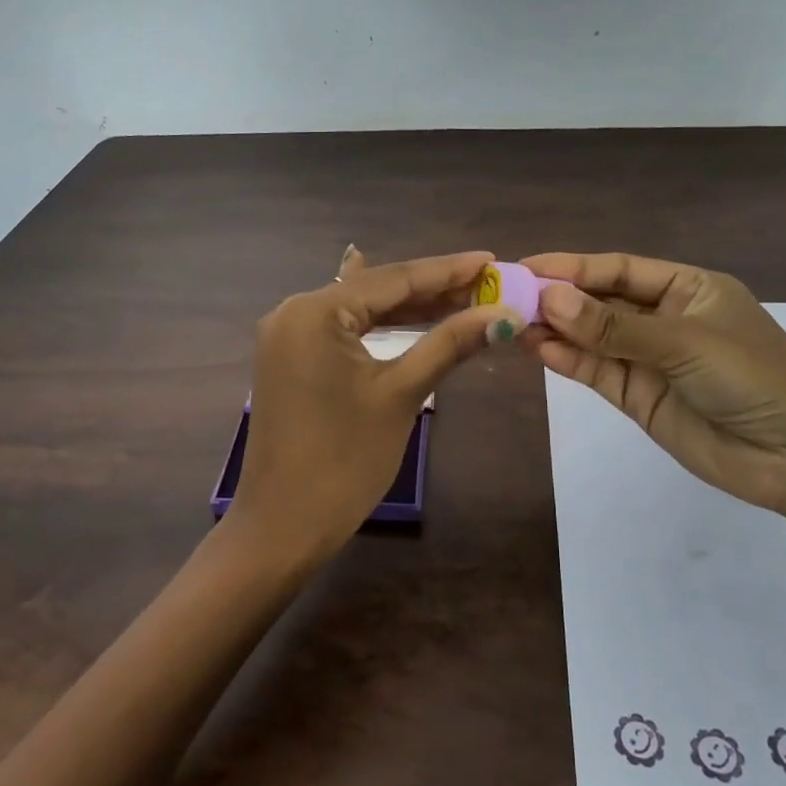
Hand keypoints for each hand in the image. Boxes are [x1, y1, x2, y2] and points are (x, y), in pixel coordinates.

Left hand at [230, 246, 521, 566]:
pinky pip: (343, 332)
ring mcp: (287, 337)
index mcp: (314, 311)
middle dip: (432, 290)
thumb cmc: (345, 460)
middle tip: (487, 284)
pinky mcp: (290, 360)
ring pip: (360, 311)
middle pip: (375, 290)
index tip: (491, 260)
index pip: (393, 278)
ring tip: (463, 300)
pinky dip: (380, 328)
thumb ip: (449, 344)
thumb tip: (501, 313)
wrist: (284, 525)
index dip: (447, 270)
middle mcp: (294, 311)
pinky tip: (406, 312)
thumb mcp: (401, 394)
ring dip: (409, 309)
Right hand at [520, 252, 785, 520]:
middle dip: (556, 298)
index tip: (525, 267)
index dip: (572, 266)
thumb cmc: (754, 377)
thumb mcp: (683, 342)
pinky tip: (538, 350)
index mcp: (685, 288)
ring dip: (555, 330)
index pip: (618, 269)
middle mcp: (663, 318)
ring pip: (591, 338)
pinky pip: (597, 372)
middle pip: (599, 301)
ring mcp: (649, 359)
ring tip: (511, 324)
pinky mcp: (639, 396)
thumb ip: (613, 326)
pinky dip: (568, 361)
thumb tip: (548, 299)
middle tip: (505, 297)